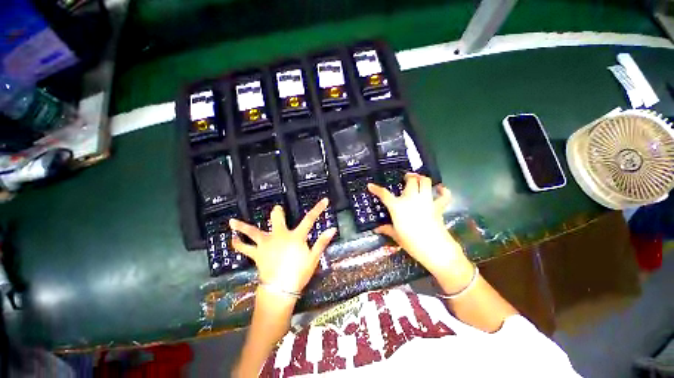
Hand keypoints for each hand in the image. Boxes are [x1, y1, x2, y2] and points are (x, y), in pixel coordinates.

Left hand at [230, 199, 336, 293]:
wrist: (280, 290)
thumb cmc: (299, 273)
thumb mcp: (313, 258)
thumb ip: (322, 242)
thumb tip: (333, 229)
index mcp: (295, 236)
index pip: (310, 219)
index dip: (318, 209)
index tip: (324, 200)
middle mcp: (279, 236)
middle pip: (277, 218)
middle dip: (278, 212)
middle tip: (277, 210)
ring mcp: (265, 244)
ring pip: (252, 232)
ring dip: (243, 227)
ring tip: (232, 222)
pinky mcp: (256, 254)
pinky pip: (244, 248)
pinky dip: (237, 243)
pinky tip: (232, 239)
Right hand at [368, 173, 471, 280]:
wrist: (435, 249)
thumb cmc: (411, 243)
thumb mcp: (396, 235)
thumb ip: (386, 229)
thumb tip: (377, 229)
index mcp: (398, 206)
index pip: (384, 194)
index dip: (376, 189)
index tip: (370, 185)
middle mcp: (412, 199)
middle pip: (411, 181)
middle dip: (408, 177)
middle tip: (406, 178)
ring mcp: (426, 201)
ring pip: (426, 182)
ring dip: (422, 178)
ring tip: (419, 179)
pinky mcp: (438, 207)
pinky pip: (444, 195)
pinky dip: (443, 190)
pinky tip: (440, 189)